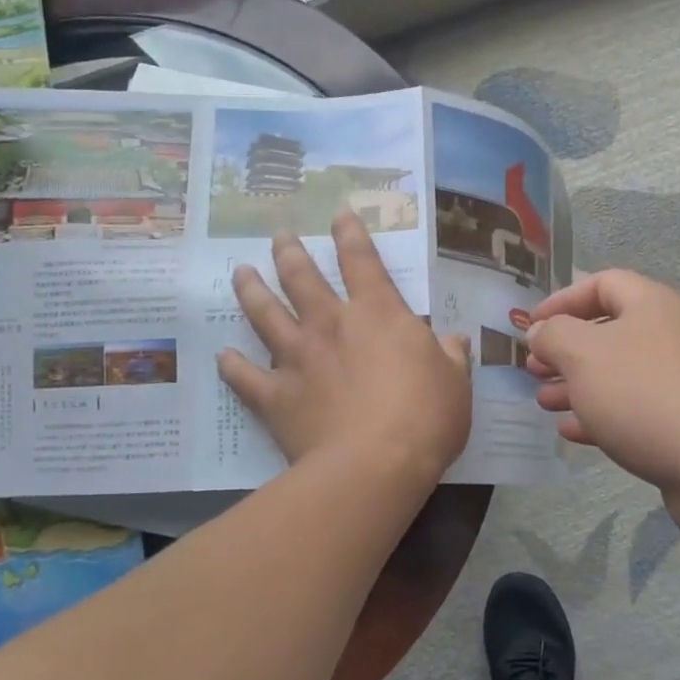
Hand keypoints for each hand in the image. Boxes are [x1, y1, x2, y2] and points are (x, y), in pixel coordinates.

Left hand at [219, 213, 471, 488]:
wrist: (375, 465)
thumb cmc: (425, 417)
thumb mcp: (455, 383)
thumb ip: (451, 357)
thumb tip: (455, 341)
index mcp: (378, 313)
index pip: (361, 260)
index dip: (350, 234)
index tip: (338, 214)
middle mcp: (331, 324)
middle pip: (302, 277)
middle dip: (289, 252)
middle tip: (278, 235)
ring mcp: (298, 357)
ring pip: (265, 313)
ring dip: (252, 290)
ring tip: (241, 272)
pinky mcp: (275, 396)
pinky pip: (246, 377)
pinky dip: (233, 366)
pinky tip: (224, 356)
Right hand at [527, 271, 679, 542]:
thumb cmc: (644, 393)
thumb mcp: (584, 355)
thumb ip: (554, 335)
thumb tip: (542, 330)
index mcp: (653, 305)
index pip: (603, 283)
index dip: (563, 299)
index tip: (531, 325)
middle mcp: (672, 335)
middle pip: (611, 332)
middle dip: (566, 350)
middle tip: (534, 368)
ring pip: (620, 374)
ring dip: (578, 385)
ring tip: (544, 401)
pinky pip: (636, 410)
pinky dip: (602, 416)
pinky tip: (572, 431)